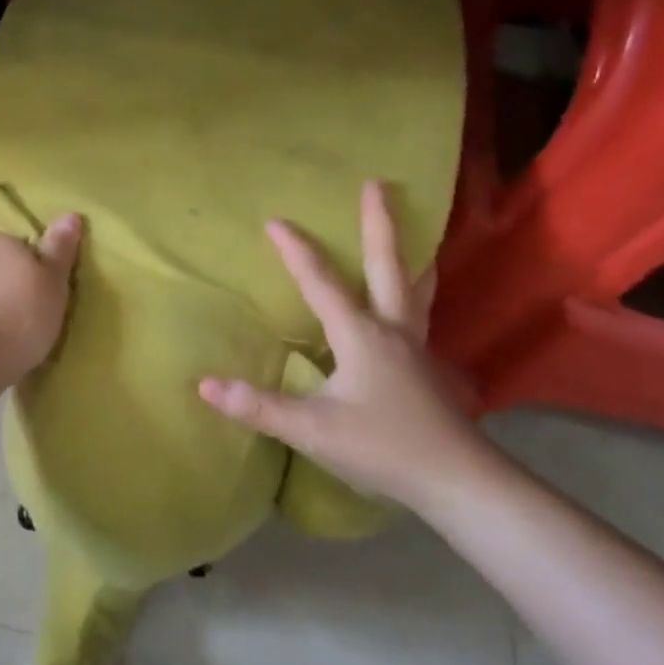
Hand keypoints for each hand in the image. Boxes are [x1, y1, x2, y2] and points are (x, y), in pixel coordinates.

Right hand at [197, 181, 501, 514]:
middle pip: (388, 265)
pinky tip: (411, 306)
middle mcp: (392, 329)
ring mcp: (416, 347)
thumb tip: (205, 384)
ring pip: (414, 289)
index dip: (296, 250)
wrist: (458, 481)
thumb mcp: (312, 429)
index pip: (321, 283)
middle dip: (380, 224)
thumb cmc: (383, 447)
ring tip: (417, 235)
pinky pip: (419, 314)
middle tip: (378, 184)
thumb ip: (258, 406)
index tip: (274, 219)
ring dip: (410, 256)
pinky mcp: (428, 369)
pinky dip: (416, 292)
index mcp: (360, 335)